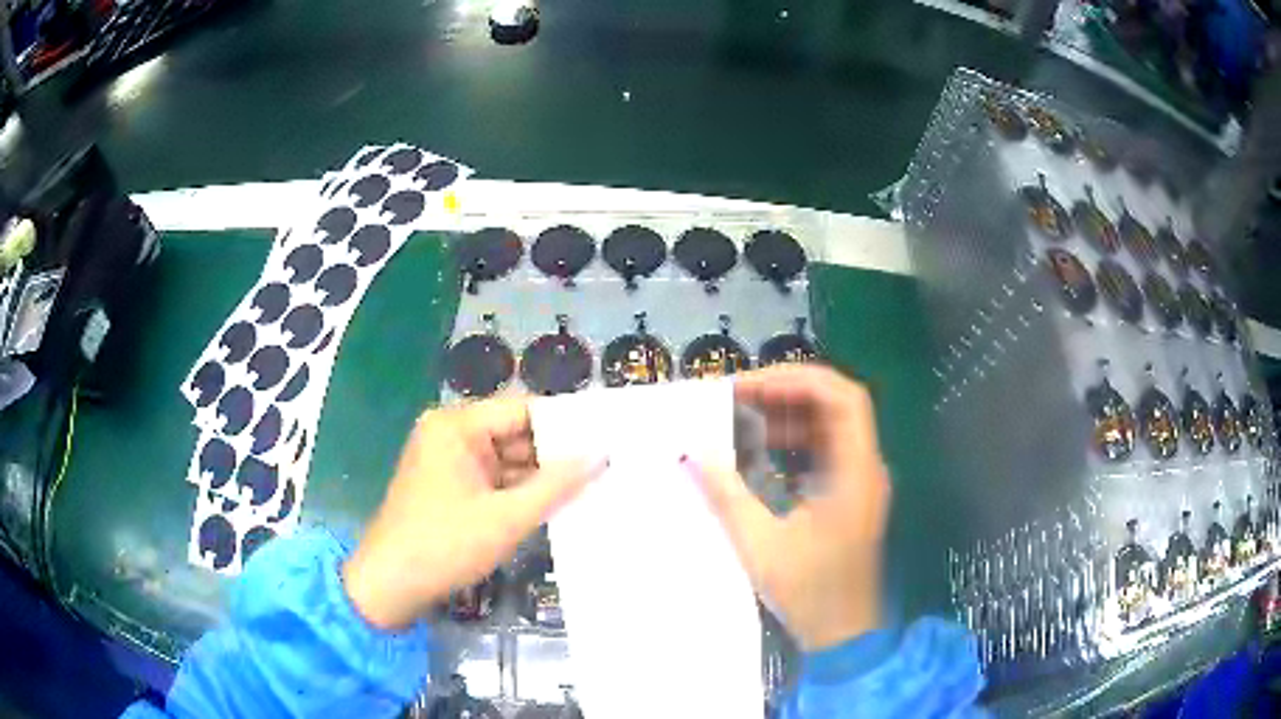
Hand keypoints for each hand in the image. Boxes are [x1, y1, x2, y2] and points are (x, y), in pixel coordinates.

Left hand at [343, 397, 603, 630]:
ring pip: (507, 460)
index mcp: (456, 426)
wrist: (390, 586)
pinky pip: (493, 480)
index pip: (522, 410)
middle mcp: (450, 434)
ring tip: (593, 485)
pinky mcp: (450, 486)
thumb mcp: (506, 518)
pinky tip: (556, 504)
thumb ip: (555, 486)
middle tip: (607, 465)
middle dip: (554, 455)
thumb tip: (600, 456)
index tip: (606, 438)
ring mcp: (449, 461)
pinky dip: (519, 493)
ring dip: (539, 477)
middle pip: (514, 434)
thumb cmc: (445, 545)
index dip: (564, 425)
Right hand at [686, 364, 889, 650]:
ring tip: (742, 417)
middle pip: (836, 404)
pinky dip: (795, 440)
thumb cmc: (809, 593)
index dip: (797, 380)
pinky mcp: (849, 493)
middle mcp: (864, 467)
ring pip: (830, 425)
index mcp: (855, 473)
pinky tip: (761, 449)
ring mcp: (859, 480)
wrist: (842, 634)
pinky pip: (825, 449)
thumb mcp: (761, 545)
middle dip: (787, 392)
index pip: (842, 398)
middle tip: (738, 396)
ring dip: (789, 414)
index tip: (749, 386)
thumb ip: (727, 495)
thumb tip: (693, 454)